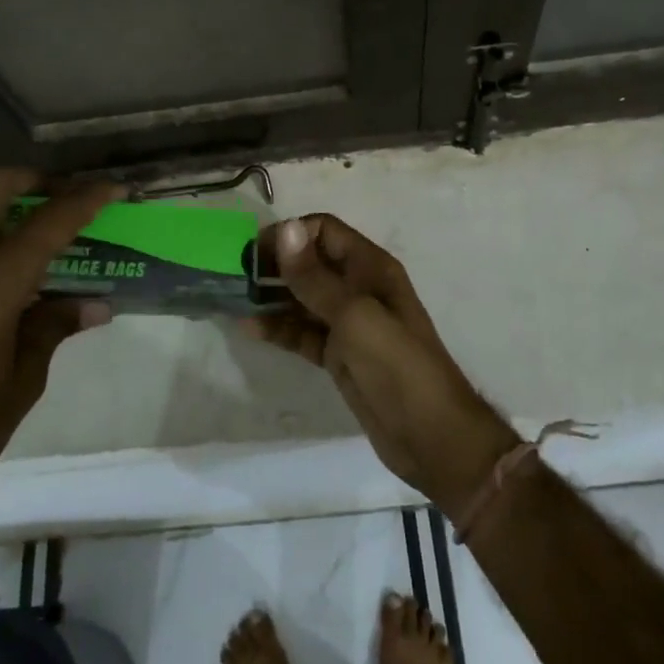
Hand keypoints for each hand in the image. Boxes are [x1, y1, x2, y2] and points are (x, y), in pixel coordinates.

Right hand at [246, 214, 520, 514]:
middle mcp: (359, 288)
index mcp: (370, 268)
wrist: (430, 435)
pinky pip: (303, 332)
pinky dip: (279, 329)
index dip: (291, 235)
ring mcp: (348, 323)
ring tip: (234, 298)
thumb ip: (315, 277)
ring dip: (272, 296)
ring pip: (303, 299)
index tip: (255, 251)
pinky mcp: (339, 355)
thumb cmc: (396, 365)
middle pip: (311, 263)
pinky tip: (249, 328)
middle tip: (236, 274)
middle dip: (276, 264)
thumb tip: (287, 228)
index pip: (325, 231)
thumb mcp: (354, 316)